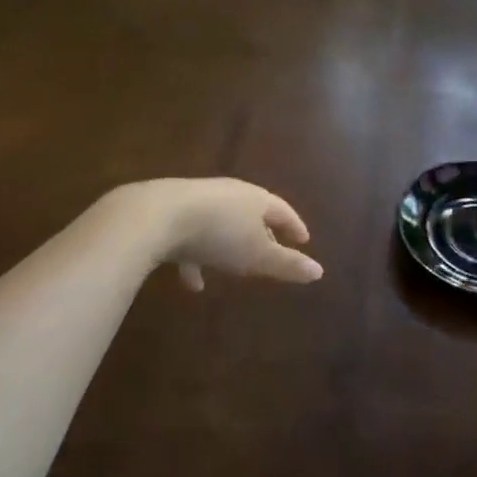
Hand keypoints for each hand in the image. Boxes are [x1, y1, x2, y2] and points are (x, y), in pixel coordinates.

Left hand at [116, 179, 322, 289]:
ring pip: (220, 224)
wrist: (156, 216)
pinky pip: (191, 236)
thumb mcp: (257, 255)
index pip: (282, 210)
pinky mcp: (171, 212)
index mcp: (255, 198)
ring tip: (233, 268)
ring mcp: (197, 200)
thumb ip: (287, 264)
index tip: (304, 240)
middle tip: (272, 248)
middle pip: (251, 212)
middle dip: (262, 231)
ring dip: (228, 245)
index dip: (294, 226)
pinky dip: (196, 257)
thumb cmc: (218, 235)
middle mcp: (228, 193)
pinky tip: (192, 283)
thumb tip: (319, 271)